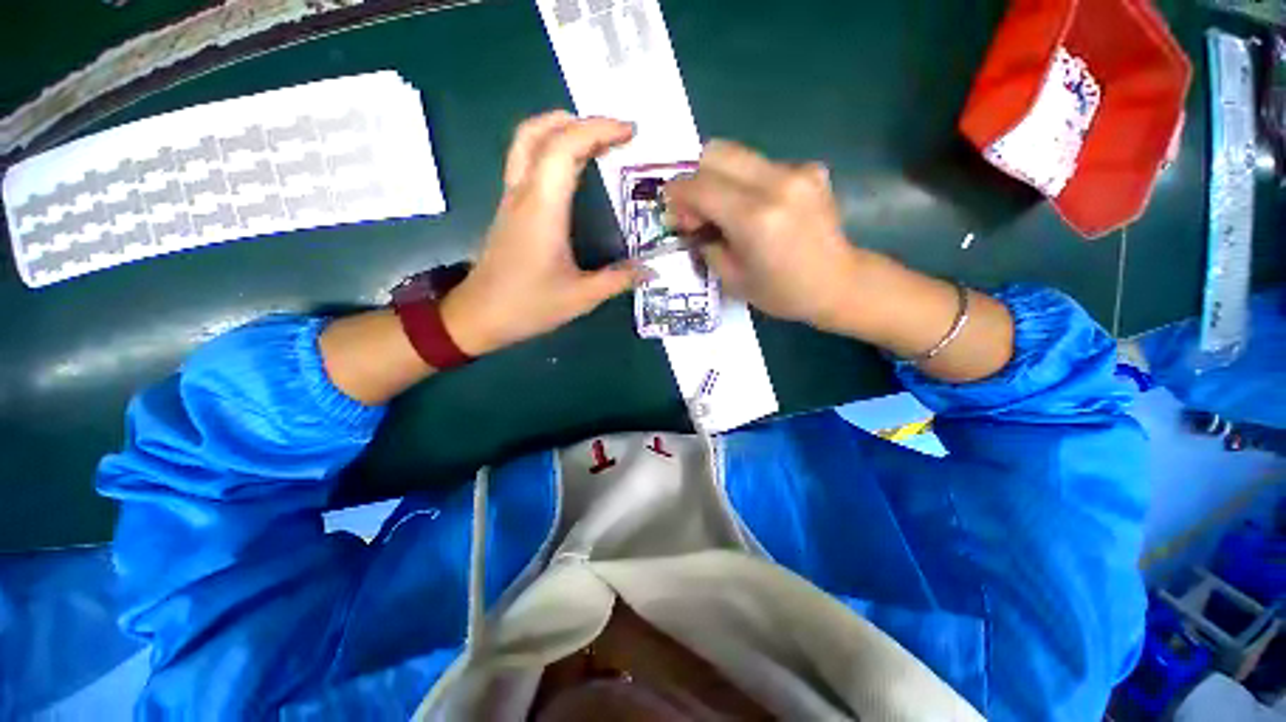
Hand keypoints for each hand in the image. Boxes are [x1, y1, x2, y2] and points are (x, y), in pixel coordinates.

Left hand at [440, 111, 646, 355]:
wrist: (479, 316)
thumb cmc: (528, 306)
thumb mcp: (581, 297)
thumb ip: (618, 280)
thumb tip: (651, 270)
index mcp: (542, 209)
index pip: (564, 147)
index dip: (598, 130)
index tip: (630, 133)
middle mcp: (523, 194)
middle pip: (541, 132)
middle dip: (581, 122)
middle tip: (615, 133)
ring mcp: (511, 199)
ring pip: (527, 142)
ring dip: (560, 129)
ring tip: (594, 140)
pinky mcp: (508, 209)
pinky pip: (525, 161)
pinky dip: (550, 149)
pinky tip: (571, 168)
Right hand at [668, 140, 1013, 381]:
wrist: (838, 283)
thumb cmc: (782, 292)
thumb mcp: (731, 278)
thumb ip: (704, 242)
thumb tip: (689, 220)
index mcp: (754, 218)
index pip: (699, 185)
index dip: (677, 195)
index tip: (674, 212)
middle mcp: (776, 183)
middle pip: (716, 152)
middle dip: (695, 178)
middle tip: (697, 211)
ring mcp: (797, 171)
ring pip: (738, 155)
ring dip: (720, 180)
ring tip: (725, 213)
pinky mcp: (810, 169)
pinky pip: (761, 165)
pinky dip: (745, 183)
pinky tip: (756, 210)